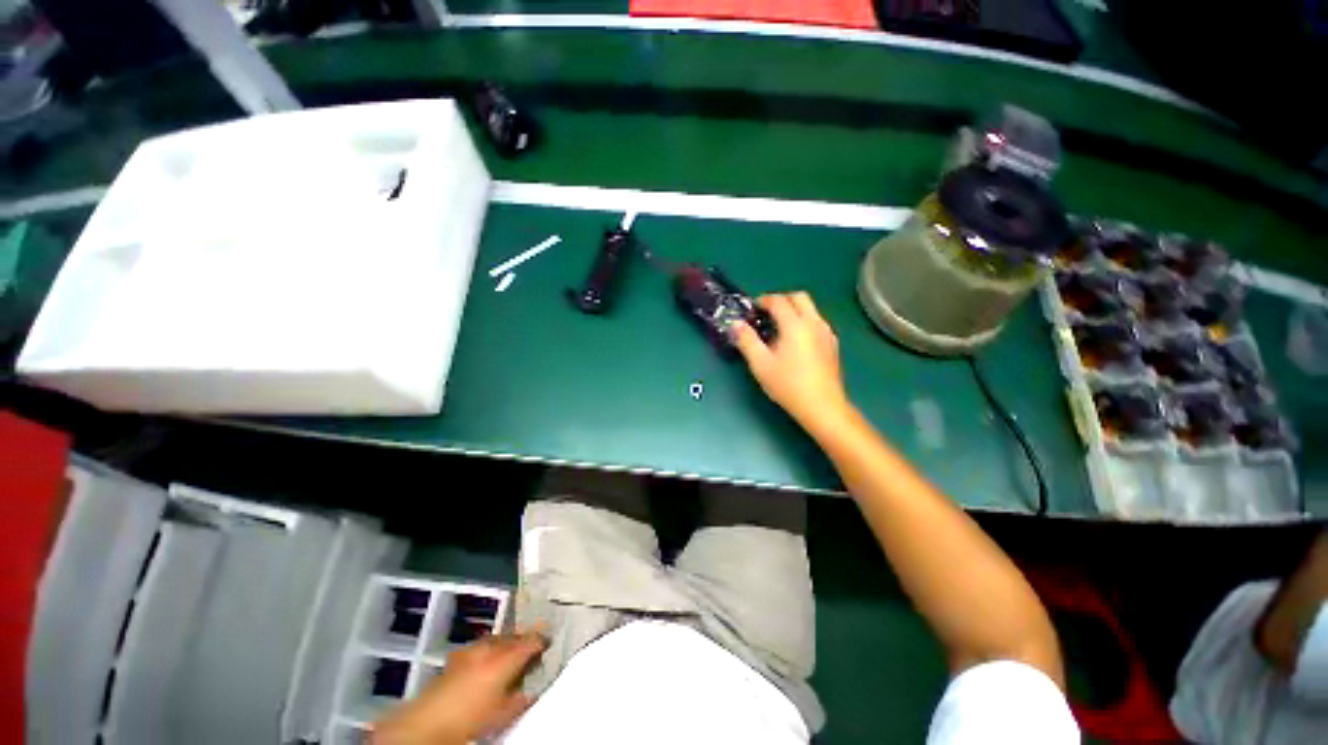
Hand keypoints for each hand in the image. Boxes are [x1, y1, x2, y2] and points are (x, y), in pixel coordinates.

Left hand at [371, 630, 546, 744]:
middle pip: (515, 635)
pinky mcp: (457, 656)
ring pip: (498, 638)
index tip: (549, 643)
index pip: (532, 639)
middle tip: (534, 648)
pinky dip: (490, 649)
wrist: (428, 722)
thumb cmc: (471, 718)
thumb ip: (522, 698)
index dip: (543, 640)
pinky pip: (482, 645)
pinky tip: (489, 661)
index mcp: (507, 656)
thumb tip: (532, 691)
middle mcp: (491, 645)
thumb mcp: (504, 713)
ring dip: (508, 643)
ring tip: (513, 654)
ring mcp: (472, 648)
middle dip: (525, 640)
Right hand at [732, 292, 851, 431]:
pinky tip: (794, 341)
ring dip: (794, 310)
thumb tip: (736, 324)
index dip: (763, 300)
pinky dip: (803, 321)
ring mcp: (827, 333)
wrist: (822, 406)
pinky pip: (817, 322)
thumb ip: (746, 341)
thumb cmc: (788, 385)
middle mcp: (814, 323)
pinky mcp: (832, 344)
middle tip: (766, 313)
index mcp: (796, 325)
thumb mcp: (760, 364)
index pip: (779, 301)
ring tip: (778, 328)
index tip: (752, 309)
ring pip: (811, 309)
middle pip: (799, 297)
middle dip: (781, 300)